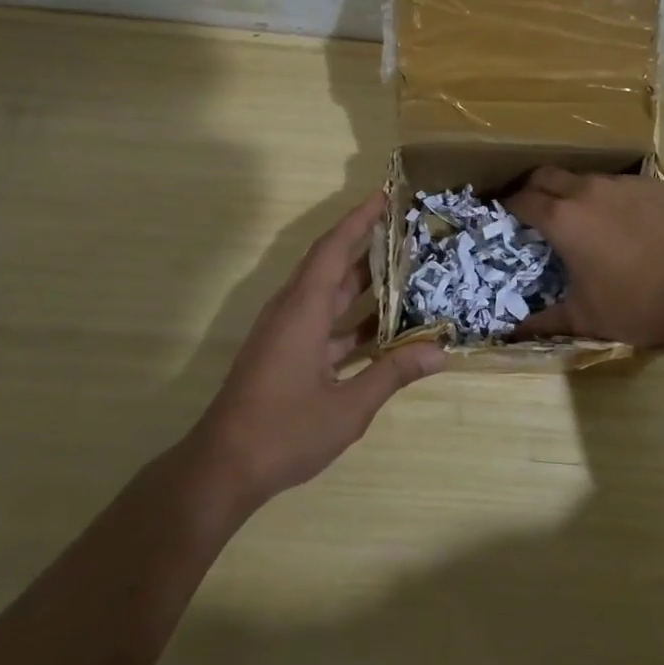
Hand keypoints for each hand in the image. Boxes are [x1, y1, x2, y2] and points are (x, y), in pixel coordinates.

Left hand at [188, 191, 445, 512]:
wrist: (223, 468)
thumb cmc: (284, 432)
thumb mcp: (349, 407)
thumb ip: (393, 374)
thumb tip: (440, 351)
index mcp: (303, 310)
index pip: (333, 249)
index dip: (358, 219)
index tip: (385, 196)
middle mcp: (292, 312)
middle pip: (332, 266)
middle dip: (368, 246)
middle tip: (409, 232)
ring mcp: (287, 334)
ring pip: (329, 296)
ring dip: (363, 285)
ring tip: (408, 273)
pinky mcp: (286, 355)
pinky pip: (325, 324)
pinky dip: (353, 321)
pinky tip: (385, 330)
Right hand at [505, 169, 663, 347]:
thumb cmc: (635, 305)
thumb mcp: (585, 317)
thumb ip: (545, 321)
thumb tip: (514, 334)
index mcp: (562, 220)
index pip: (523, 200)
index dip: (509, 206)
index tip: (506, 215)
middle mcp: (587, 191)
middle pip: (548, 175)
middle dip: (534, 187)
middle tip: (535, 207)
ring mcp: (623, 184)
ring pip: (587, 178)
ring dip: (575, 192)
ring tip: (584, 217)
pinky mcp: (655, 186)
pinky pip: (622, 185)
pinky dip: (613, 198)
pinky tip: (626, 222)